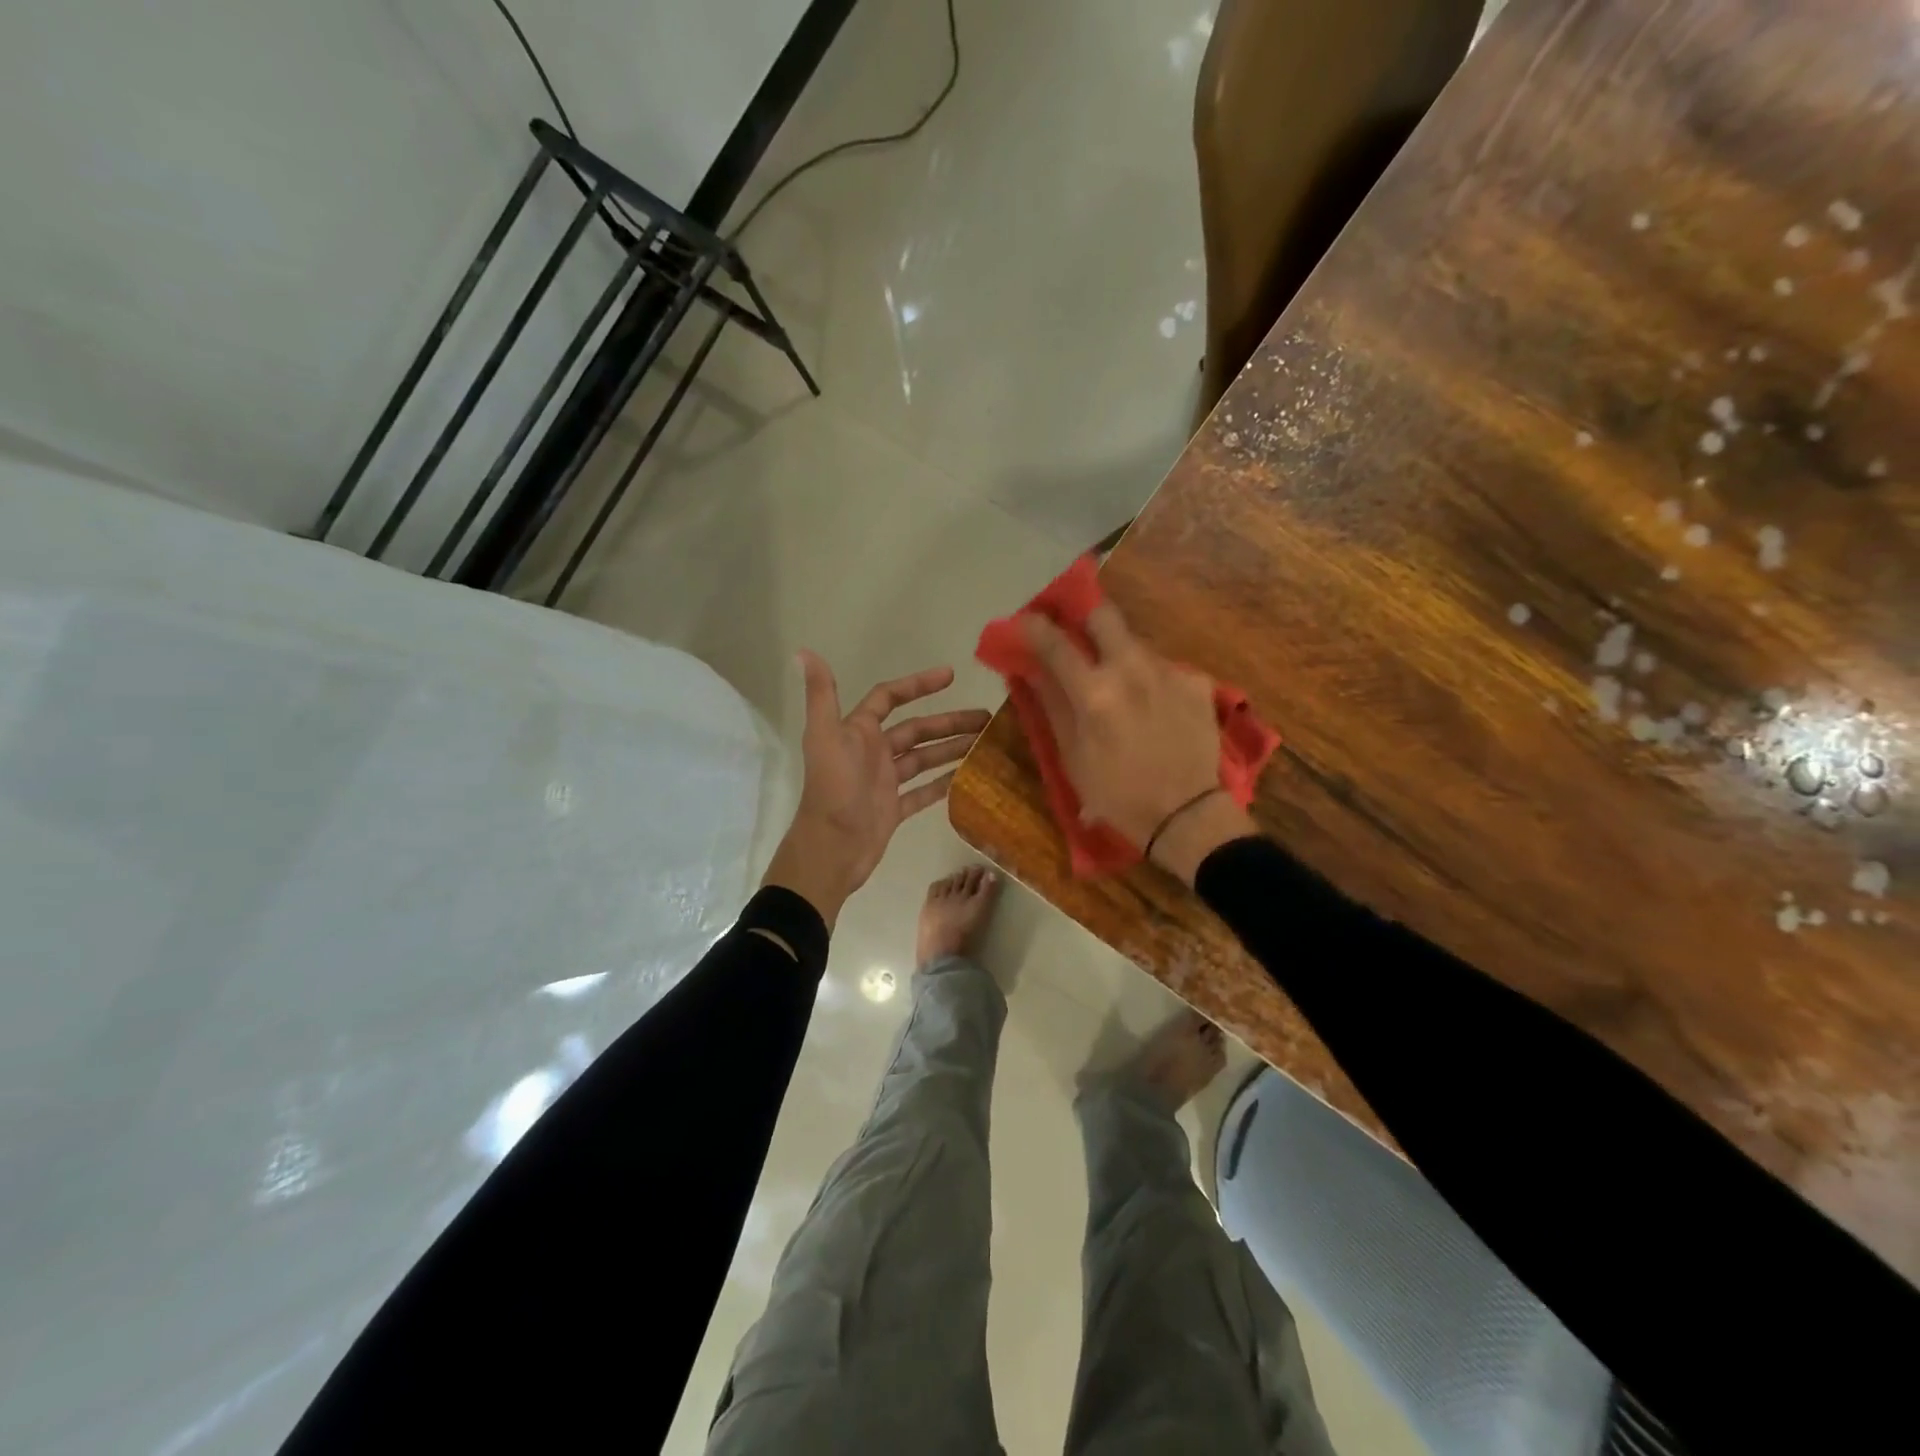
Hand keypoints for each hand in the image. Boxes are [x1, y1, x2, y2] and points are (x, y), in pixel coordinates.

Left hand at [762, 653, 990, 924]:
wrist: (831, 848)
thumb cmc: (833, 789)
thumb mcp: (825, 737)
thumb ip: (820, 695)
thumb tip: (804, 652)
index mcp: (858, 732)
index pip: (890, 698)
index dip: (918, 685)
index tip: (951, 675)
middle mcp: (872, 752)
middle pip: (916, 729)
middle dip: (949, 722)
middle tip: (986, 718)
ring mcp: (884, 782)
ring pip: (924, 759)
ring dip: (952, 749)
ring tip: (986, 744)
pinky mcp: (893, 809)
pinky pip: (924, 791)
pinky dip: (944, 784)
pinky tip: (969, 778)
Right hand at [1023, 601, 1255, 883]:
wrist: (1187, 815)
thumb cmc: (1118, 795)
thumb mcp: (1073, 757)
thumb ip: (1053, 706)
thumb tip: (1032, 671)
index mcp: (1094, 692)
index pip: (1055, 643)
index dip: (1034, 628)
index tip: (1025, 622)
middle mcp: (1132, 669)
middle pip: (1104, 614)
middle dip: (1085, 618)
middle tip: (1078, 637)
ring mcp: (1169, 672)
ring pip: (1136, 643)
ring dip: (1120, 655)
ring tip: (1121, 688)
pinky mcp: (1198, 683)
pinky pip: (1164, 668)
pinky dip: (1152, 681)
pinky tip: (1155, 709)